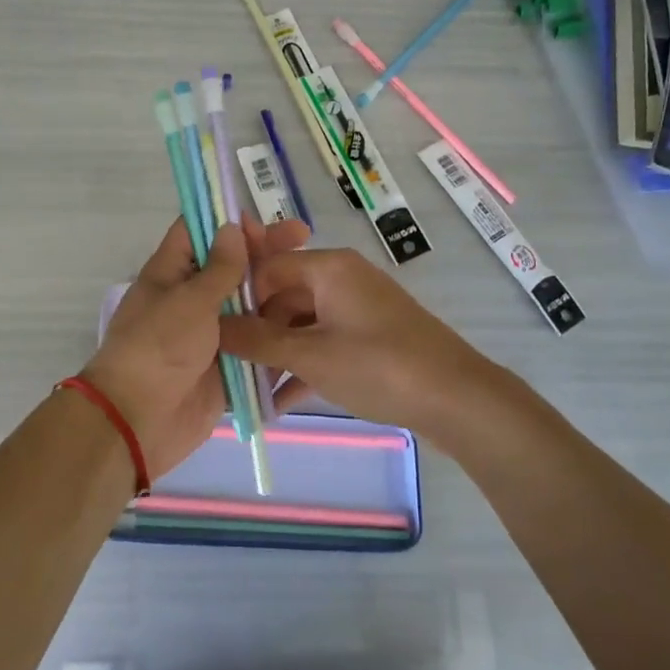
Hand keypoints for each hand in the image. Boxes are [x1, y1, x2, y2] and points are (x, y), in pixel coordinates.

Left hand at [84, 215, 310, 478]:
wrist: (140, 421)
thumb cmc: (158, 348)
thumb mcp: (189, 300)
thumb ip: (219, 268)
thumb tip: (231, 227)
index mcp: (172, 273)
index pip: (198, 232)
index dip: (229, 221)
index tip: (264, 221)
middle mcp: (193, 298)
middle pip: (233, 267)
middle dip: (266, 254)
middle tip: (305, 239)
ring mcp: (213, 332)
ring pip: (251, 304)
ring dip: (279, 293)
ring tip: (317, 281)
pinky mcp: (230, 364)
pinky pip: (258, 342)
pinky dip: (279, 332)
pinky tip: (313, 320)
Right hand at [218, 245, 498, 438]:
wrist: (457, 400)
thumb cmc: (378, 366)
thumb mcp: (310, 355)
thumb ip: (256, 341)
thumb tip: (212, 327)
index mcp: (328, 268)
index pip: (266, 268)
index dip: (238, 298)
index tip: (213, 332)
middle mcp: (342, 279)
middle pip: (282, 297)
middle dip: (255, 332)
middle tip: (227, 366)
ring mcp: (358, 309)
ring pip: (301, 324)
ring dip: (276, 355)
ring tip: (247, 390)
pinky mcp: (370, 338)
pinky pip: (324, 343)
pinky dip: (302, 367)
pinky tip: (279, 401)